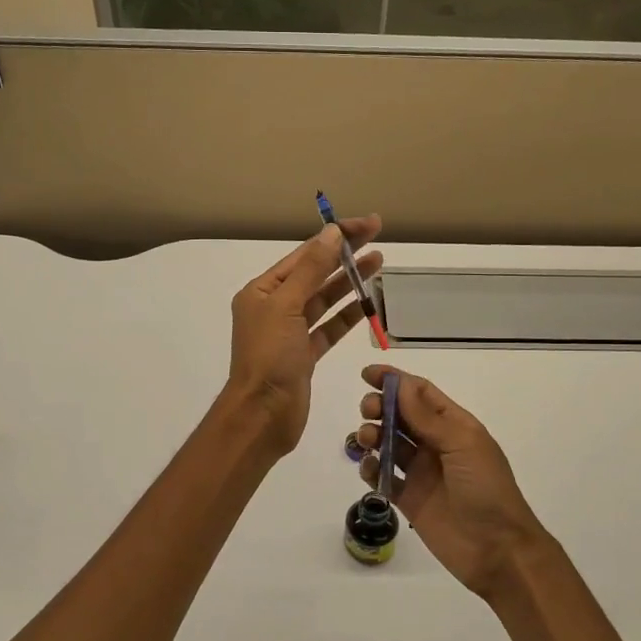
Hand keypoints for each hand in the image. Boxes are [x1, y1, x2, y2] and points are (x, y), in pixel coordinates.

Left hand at [226, 217, 382, 455]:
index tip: (366, 225)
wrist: (263, 415)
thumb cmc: (269, 357)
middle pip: (315, 274)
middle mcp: (274, 307)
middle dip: (346, 256)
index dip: (336, 237)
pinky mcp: (304, 355)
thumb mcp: (287, 306)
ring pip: (324, 300)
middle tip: (378, 237)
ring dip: (350, 282)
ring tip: (379, 263)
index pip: (304, 255)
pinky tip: (368, 303)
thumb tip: (332, 233)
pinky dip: (348, 316)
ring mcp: (290, 332)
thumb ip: (311, 269)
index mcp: (262, 291)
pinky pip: (329, 328)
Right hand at [354, 366, 545, 598]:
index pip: (420, 393)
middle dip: (379, 407)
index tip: (367, 375)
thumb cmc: (487, 489)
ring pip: (387, 443)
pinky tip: (369, 467)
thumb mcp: (462, 446)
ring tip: (366, 440)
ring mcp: (420, 472)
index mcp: (454, 425)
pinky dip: (370, 468)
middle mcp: (435, 444)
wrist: (498, 550)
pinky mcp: (408, 499)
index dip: (394, 381)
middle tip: (367, 412)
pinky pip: (382, 476)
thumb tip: (402, 384)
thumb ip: (428, 418)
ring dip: (371, 434)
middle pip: (399, 415)